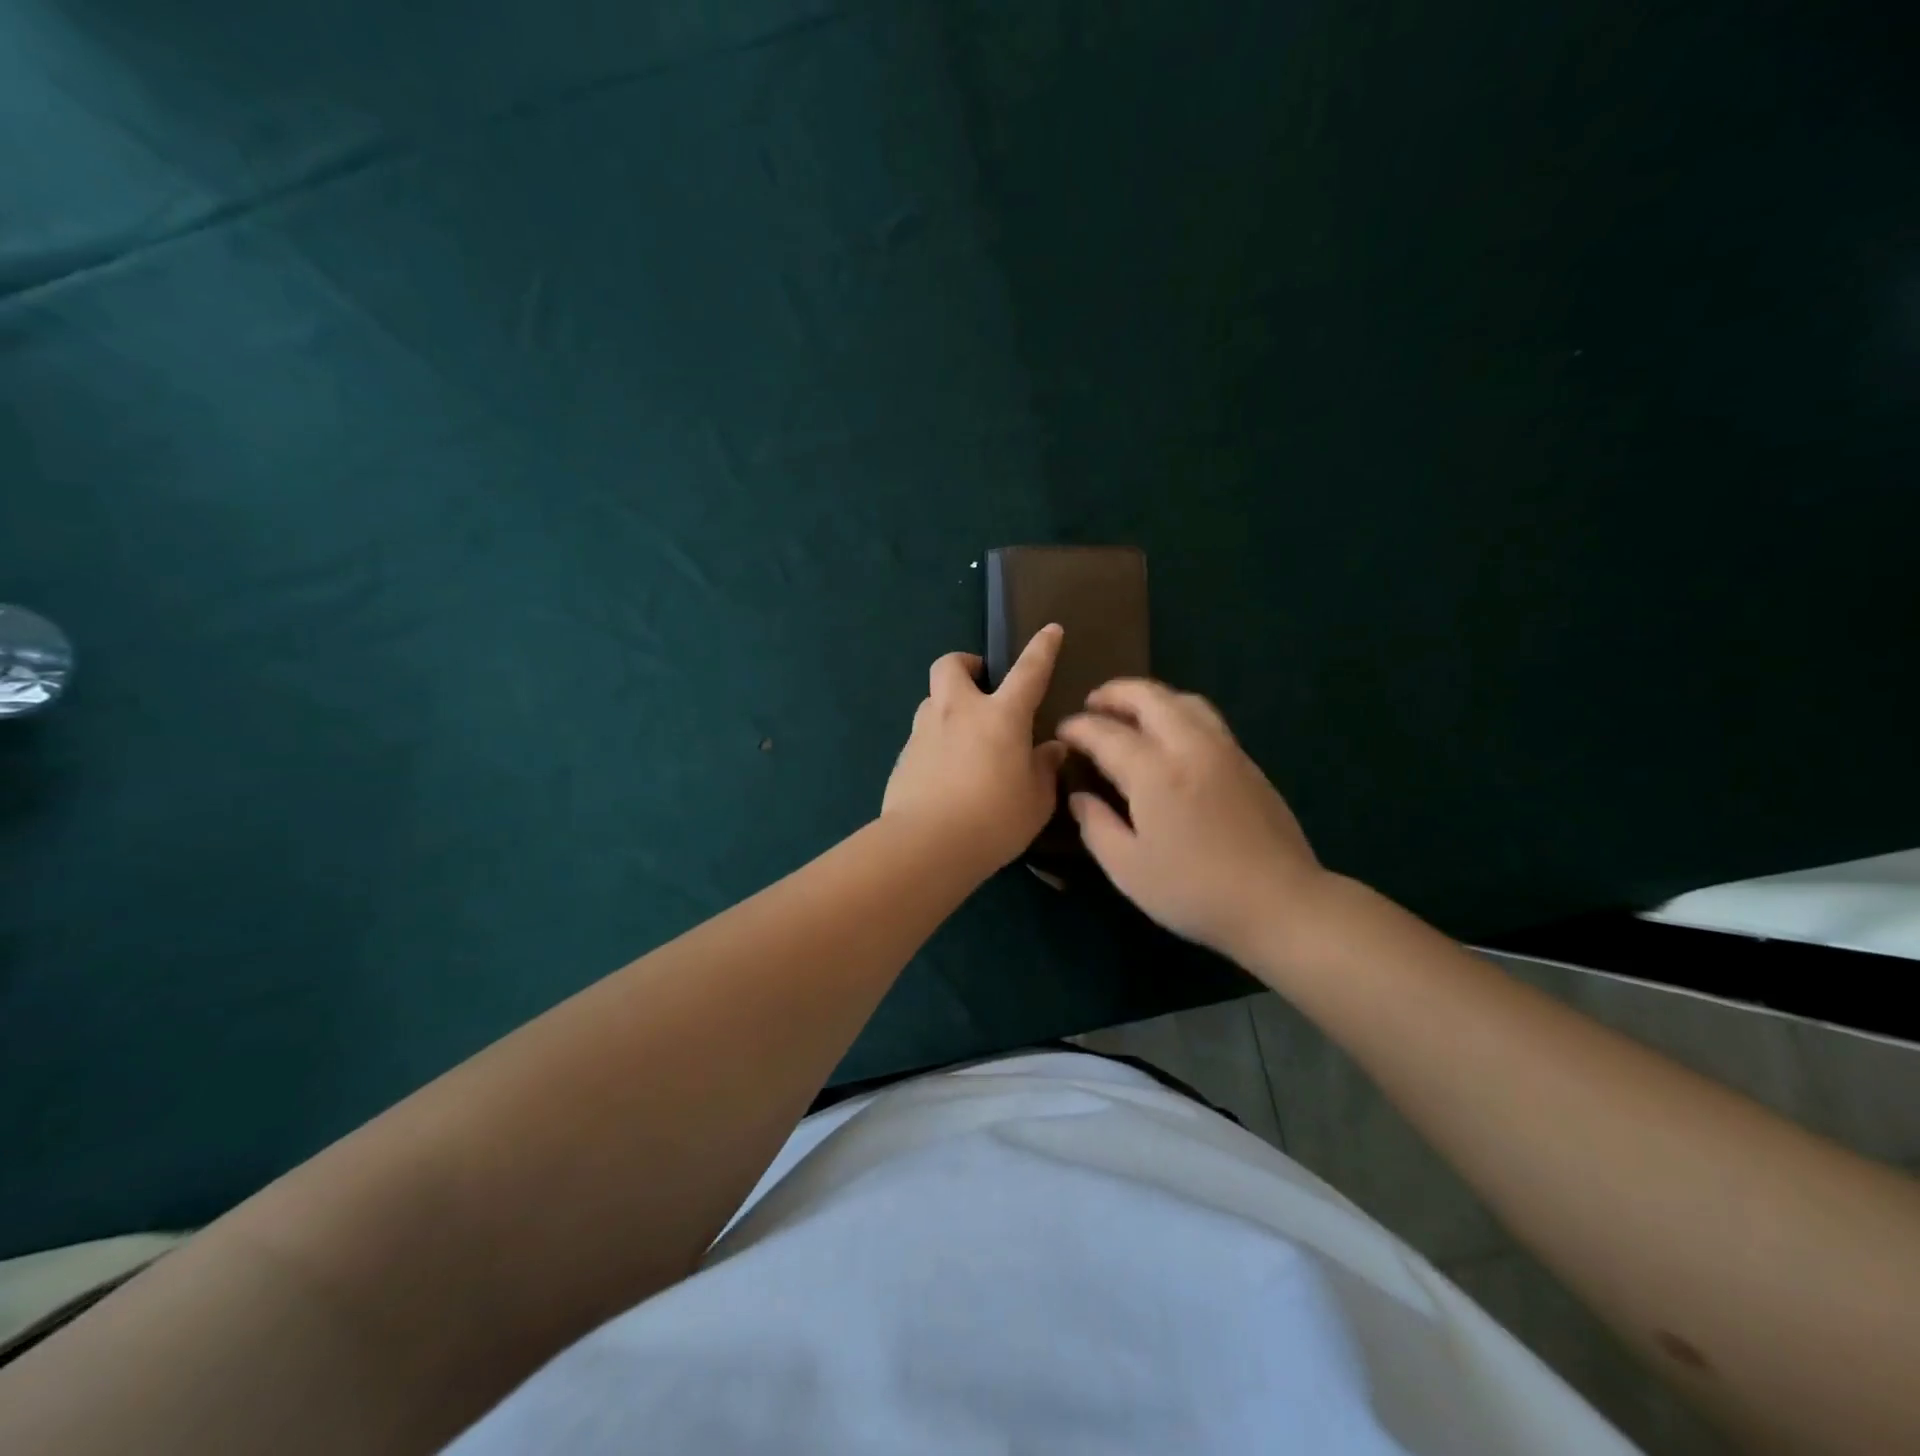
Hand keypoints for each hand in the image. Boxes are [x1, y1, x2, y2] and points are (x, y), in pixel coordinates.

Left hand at [883, 626, 1068, 872]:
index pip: (1028, 672)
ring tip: (965, 736)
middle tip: (981, 683)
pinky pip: (922, 736)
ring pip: (932, 700)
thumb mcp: (1036, 800)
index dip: (1042, 649)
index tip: (1050, 630)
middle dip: (966, 663)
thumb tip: (1052, 749)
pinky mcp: (903, 757)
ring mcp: (924, 732)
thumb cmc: (994, 820)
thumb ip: (1045, 769)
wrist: (927, 845)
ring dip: (948, 705)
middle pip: (951, 664)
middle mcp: (958, 712)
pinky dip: (936, 742)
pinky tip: (946, 773)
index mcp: (1001, 716)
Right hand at [1057, 679, 1328, 963]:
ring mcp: (1224, 750)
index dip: (1078, 727)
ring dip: (1150, 697)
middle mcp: (1189, 746)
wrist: (1279, 903)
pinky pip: (1206, 718)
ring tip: (1130, 712)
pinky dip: (1177, 712)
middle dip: (1115, 693)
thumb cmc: (1193, 891)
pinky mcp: (1247, 762)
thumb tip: (1079, 796)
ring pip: (1184, 700)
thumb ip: (1096, 826)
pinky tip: (1169, 736)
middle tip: (1092, 704)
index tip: (1062, 731)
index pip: (1106, 733)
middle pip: (1149, 697)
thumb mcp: (1128, 868)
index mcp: (1154, 772)